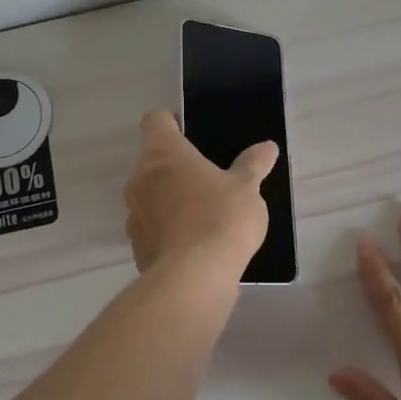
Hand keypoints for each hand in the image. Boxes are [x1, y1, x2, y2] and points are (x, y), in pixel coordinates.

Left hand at [123, 108, 279, 274]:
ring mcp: (134, 215)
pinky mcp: (137, 248)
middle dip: (175, 168)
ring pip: (150, 197)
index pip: (155, 121)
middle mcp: (140, 179)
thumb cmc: (221, 217)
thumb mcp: (247, 188)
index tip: (190, 133)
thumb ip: (253, 166)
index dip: (171, 122)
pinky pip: (153, 230)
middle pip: (152, 161)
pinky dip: (169, 231)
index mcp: (164, 154)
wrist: (194, 278)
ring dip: (170, 200)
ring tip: (203, 214)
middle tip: (207, 177)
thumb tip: (267, 148)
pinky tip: (195, 244)